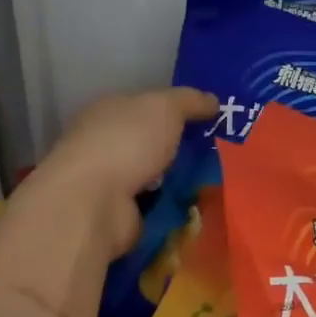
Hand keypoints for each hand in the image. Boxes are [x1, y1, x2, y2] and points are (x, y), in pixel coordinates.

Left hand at [17, 87, 216, 255]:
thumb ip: (190, 100)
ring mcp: (110, 182)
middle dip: (180, 148)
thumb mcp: (165, 107)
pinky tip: (201, 206)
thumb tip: (213, 101)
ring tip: (218, 181)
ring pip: (155, 176)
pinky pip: (157, 207)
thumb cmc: (126, 142)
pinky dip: (174, 207)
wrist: (94, 203)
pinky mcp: (120, 215)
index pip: (145, 106)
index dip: (176, 110)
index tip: (210, 119)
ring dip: (181, 180)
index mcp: (108, 111)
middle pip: (151, 143)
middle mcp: (106, 144)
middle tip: (221, 153)